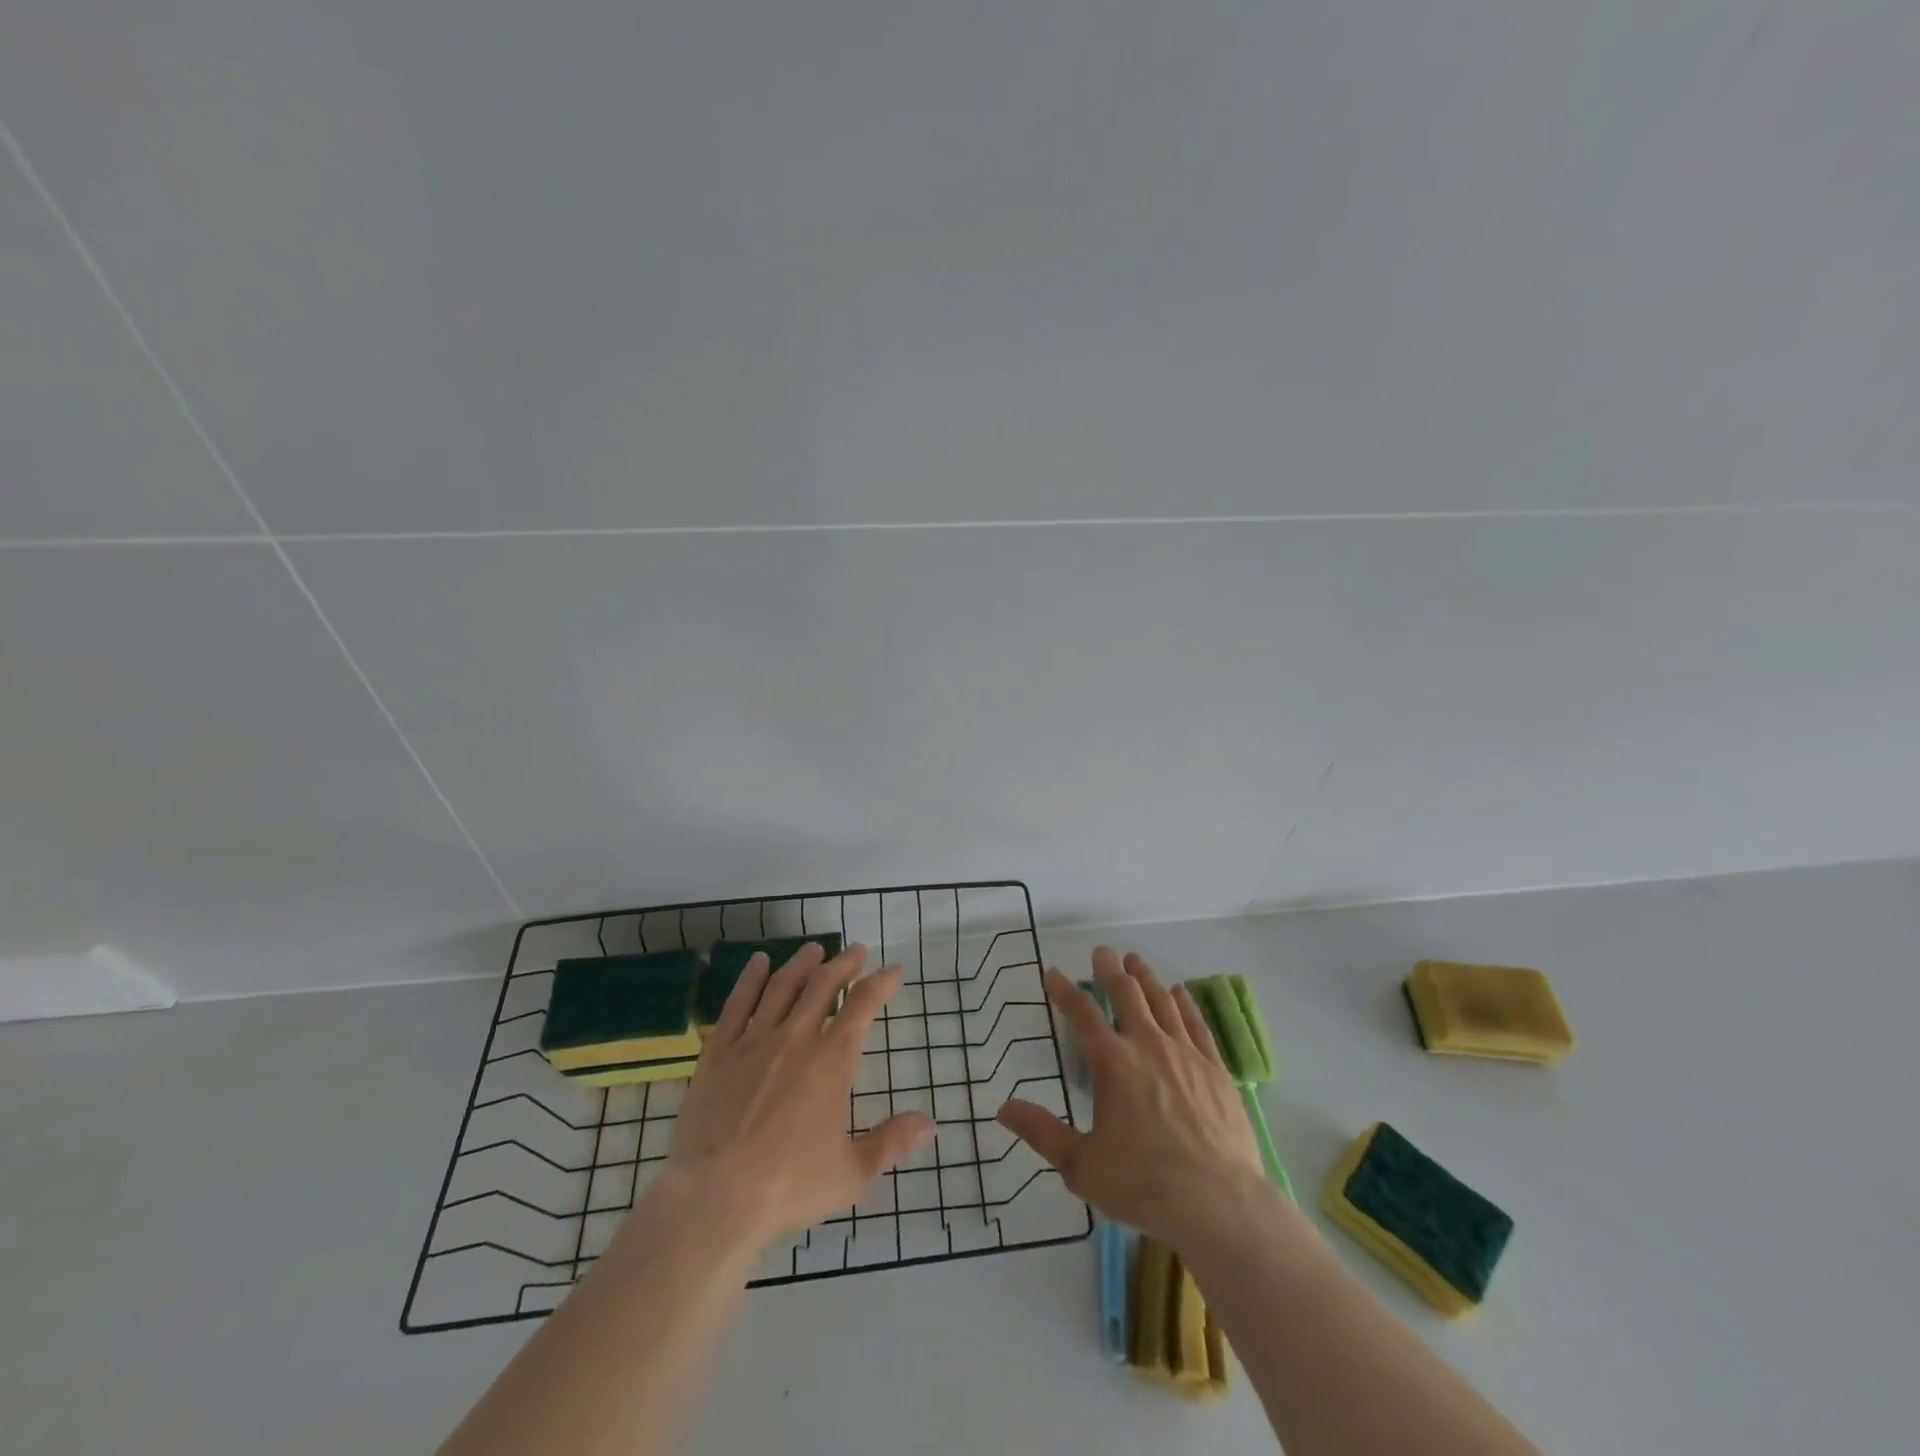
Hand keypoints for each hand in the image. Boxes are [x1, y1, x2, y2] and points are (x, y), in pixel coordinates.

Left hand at [668, 942, 933, 1247]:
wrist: (715, 1199)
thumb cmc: (789, 1187)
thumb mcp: (852, 1174)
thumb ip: (891, 1143)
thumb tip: (930, 1124)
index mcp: (832, 1061)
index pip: (862, 1006)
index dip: (881, 983)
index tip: (893, 971)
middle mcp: (796, 1039)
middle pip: (823, 985)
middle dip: (844, 963)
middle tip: (856, 951)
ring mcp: (754, 1042)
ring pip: (782, 987)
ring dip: (801, 964)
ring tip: (813, 949)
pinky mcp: (719, 1053)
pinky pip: (737, 1004)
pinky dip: (750, 979)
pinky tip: (758, 963)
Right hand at [997, 947, 1268, 1251]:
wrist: (1219, 1205)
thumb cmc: (1143, 1185)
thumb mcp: (1081, 1166)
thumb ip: (1042, 1132)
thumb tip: (1003, 1107)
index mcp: (1113, 1064)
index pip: (1082, 1014)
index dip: (1065, 991)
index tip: (1053, 973)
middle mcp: (1148, 1046)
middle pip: (1126, 995)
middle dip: (1110, 970)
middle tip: (1102, 953)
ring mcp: (1186, 1054)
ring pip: (1163, 1001)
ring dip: (1146, 978)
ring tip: (1135, 961)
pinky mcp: (1216, 1070)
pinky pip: (1197, 1024)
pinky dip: (1185, 1003)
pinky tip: (1181, 992)